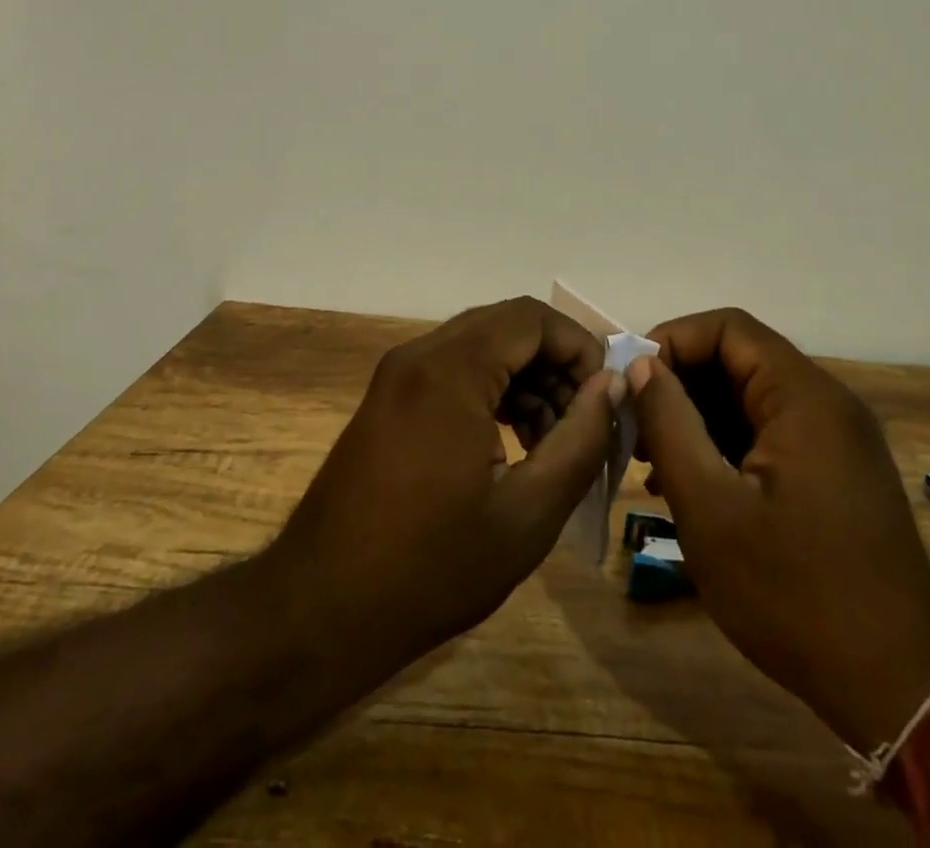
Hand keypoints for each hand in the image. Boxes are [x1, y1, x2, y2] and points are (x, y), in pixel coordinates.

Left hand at [266, 297, 619, 670]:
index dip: (580, 348)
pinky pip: (454, 371)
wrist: (319, 611)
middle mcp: (420, 355)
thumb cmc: (431, 568)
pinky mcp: (388, 400)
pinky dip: (492, 393)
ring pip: (481, 348)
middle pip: (507, 327)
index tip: (604, 399)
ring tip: (551, 444)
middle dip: (555, 366)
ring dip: (526, 381)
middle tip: (582, 424)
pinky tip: (512, 446)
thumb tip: (610, 386)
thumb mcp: (528, 514)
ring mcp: (398, 376)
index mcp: (450, 369)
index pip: (532, 319)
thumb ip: (580, 440)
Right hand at [629, 309, 929, 751]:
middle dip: (679, 386)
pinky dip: (726, 446)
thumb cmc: (796, 594)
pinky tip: (694, 488)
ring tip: (654, 465)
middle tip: (635, 431)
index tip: (632, 384)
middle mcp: (825, 403)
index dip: (672, 342)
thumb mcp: (711, 509)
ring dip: (698, 419)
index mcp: (804, 396)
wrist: (903, 688)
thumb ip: (670, 424)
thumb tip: (641, 366)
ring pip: (750, 399)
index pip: (727, 328)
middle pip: (738, 360)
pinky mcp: (835, 471)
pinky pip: (769, 433)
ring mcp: (835, 439)